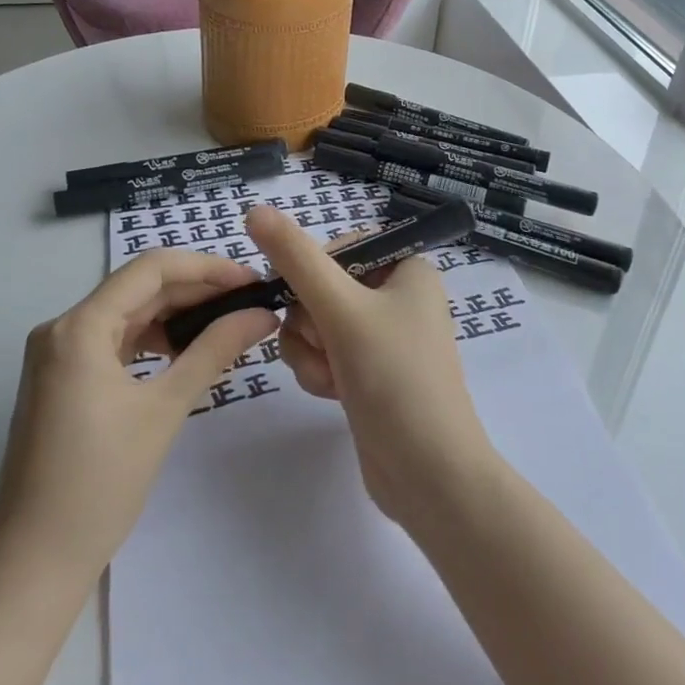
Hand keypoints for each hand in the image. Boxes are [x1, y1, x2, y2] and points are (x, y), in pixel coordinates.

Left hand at [0, 250, 278, 580]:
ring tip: (227, 324)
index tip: (250, 281)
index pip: (150, 269)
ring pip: (128, 315)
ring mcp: (57, 356)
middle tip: (250, 303)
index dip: (205, 267)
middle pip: (138, 289)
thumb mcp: (164, 410)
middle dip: (196, 291)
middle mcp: (61, 329)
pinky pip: (114, 343)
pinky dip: (153, 341)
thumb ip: (214, 350)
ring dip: (176, 315)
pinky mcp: (61, 380)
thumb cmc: (100, 483)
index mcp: (79, 327)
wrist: (34, 563)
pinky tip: (187, 352)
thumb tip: (261, 314)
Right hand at [244, 205, 496, 524]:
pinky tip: (334, 394)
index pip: (340, 246)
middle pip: (322, 287)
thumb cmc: (395, 378)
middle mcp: (397, 296)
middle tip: (330, 345)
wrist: (429, 474)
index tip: (309, 302)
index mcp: (407, 267)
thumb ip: (296, 259)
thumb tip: (255, 210)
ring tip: (333, 377)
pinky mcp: (369, 372)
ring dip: (311, 350)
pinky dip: (319, 371)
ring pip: (315, 323)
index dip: (313, 273)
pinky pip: (324, 353)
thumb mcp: (342, 310)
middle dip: (311, 322)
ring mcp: (383, 337)